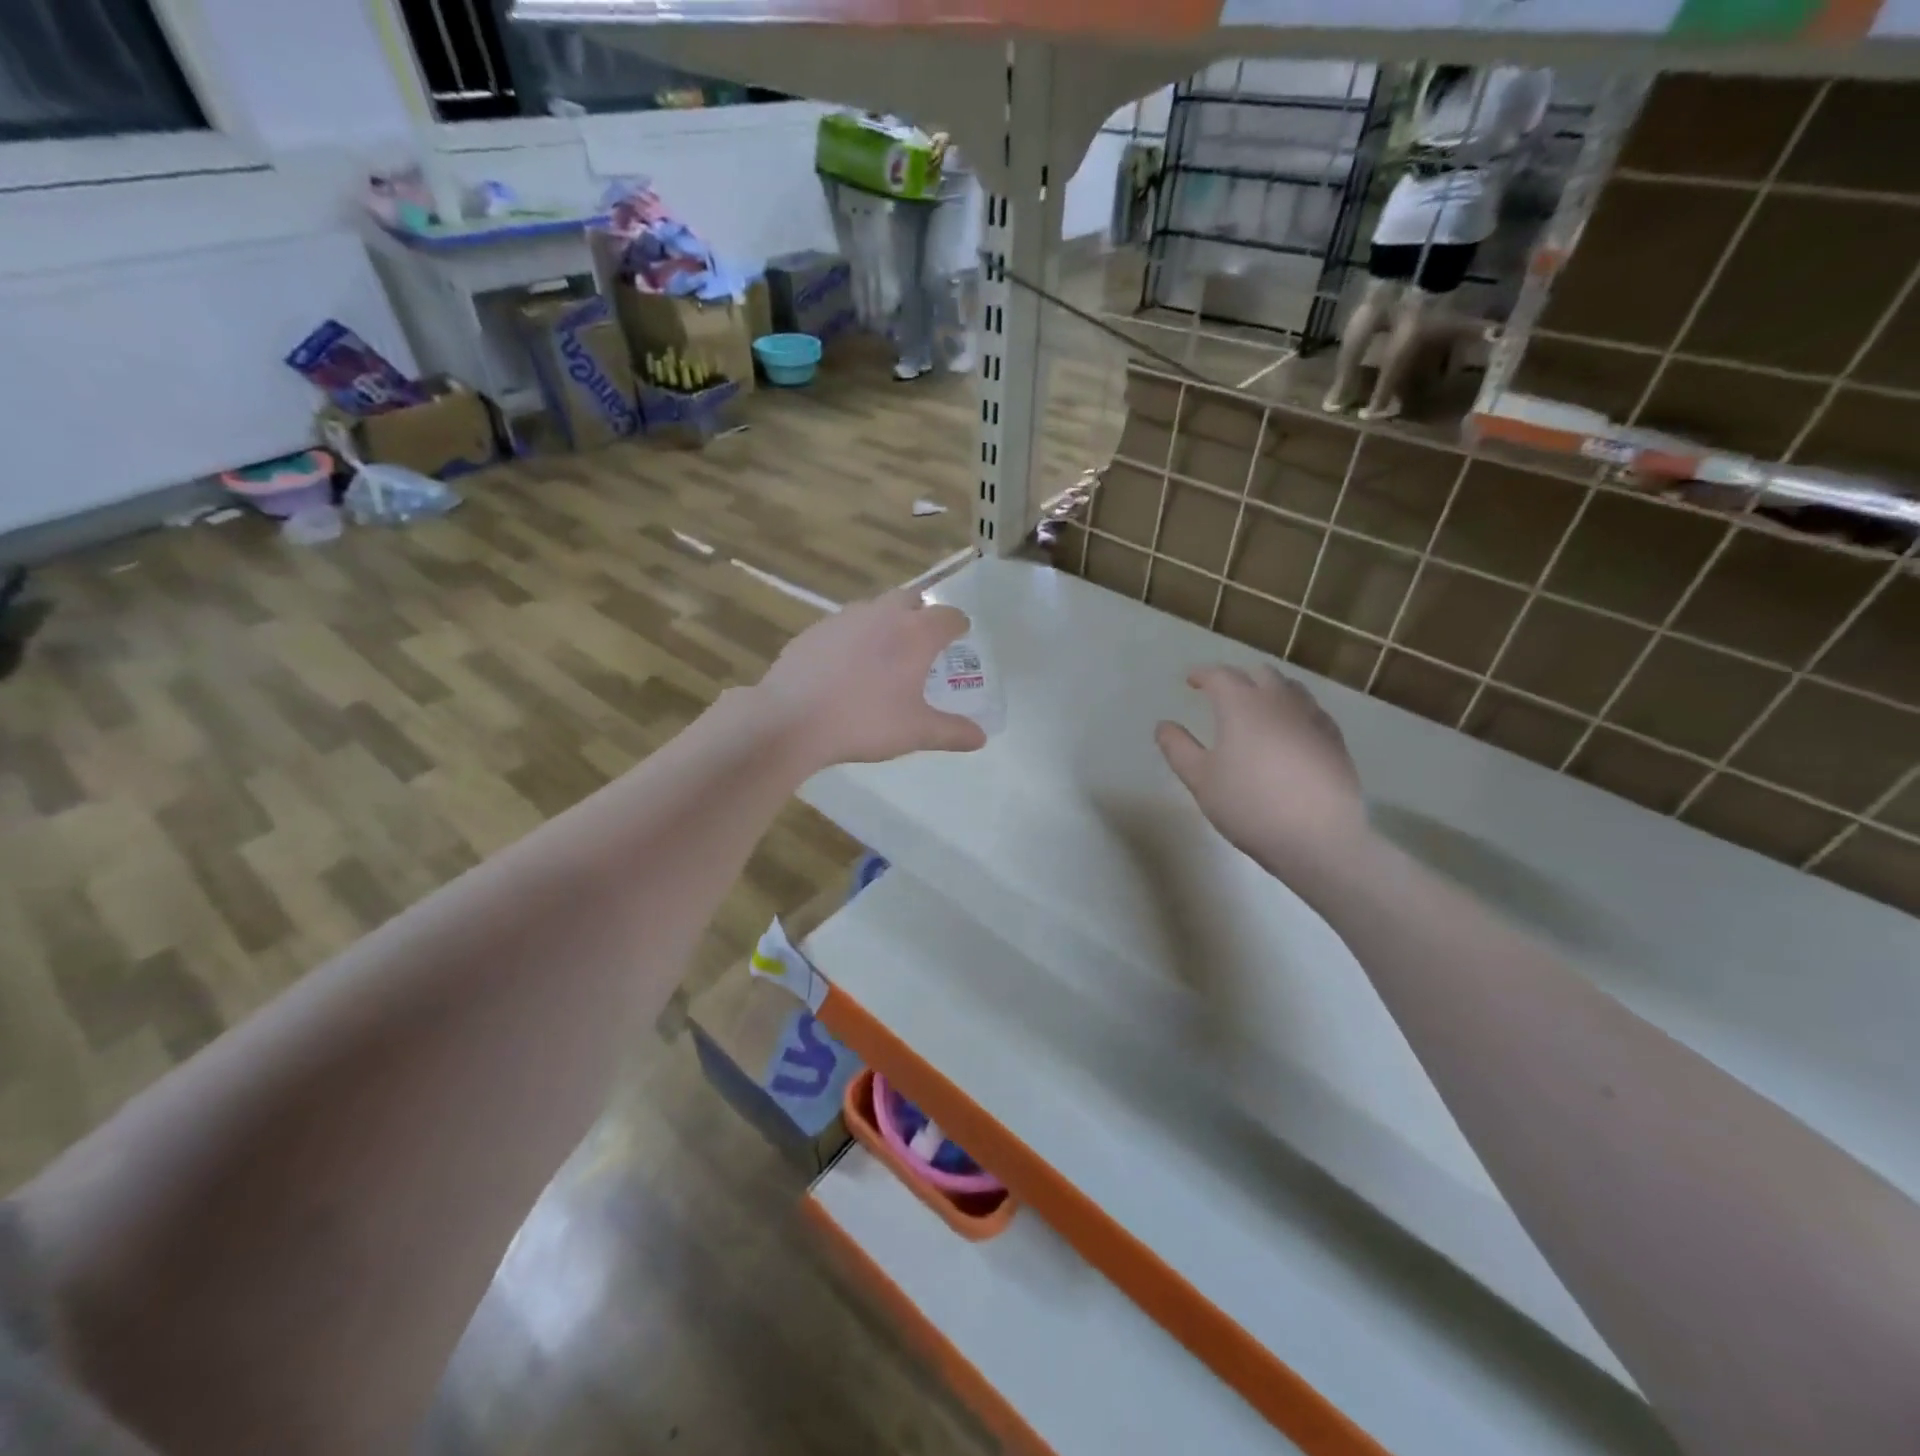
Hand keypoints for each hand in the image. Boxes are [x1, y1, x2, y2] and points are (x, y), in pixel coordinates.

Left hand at [754, 590, 987, 772]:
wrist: (792, 720)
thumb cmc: (865, 722)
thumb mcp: (915, 732)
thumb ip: (951, 732)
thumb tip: (980, 738)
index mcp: (915, 634)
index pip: (948, 616)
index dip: (958, 625)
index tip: (959, 636)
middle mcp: (882, 615)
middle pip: (910, 599)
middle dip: (921, 614)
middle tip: (922, 642)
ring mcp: (844, 619)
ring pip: (874, 609)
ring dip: (886, 623)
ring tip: (883, 656)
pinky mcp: (813, 631)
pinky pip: (844, 626)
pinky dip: (854, 638)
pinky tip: (845, 668)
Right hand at [1156, 664, 1366, 875]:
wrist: (1318, 837)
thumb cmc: (1249, 805)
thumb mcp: (1200, 780)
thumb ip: (1178, 748)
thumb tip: (1163, 725)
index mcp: (1242, 705)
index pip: (1220, 675)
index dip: (1203, 674)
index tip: (1191, 680)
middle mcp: (1280, 701)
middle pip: (1260, 673)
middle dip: (1239, 677)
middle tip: (1223, 693)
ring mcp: (1313, 718)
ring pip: (1290, 688)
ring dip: (1270, 690)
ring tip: (1258, 707)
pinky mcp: (1335, 740)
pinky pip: (1311, 711)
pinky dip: (1294, 711)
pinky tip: (1290, 731)